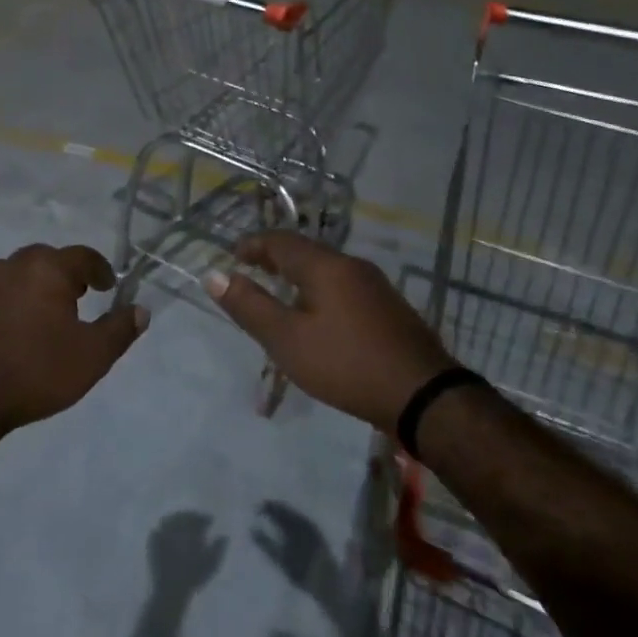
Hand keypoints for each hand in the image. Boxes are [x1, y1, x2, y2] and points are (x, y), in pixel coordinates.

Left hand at [0, 243, 147, 444]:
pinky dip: (0, 308)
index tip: (108, 286)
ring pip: (12, 277)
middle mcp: (10, 266)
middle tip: (75, 299)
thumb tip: (141, 310)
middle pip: (45, 260)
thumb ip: (120, 329)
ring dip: (29, 289)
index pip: (83, 256)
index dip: (100, 269)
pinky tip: (3, 336)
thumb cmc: (35, 372)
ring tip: (38, 318)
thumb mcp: (91, 357)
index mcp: (46, 269)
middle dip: (63, 276)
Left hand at [148, 511, 225, 592]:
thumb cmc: (192, 578)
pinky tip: (170, 531)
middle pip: (183, 516)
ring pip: (171, 519)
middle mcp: (174, 529)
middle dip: (192, 517)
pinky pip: (160, 527)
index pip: (197, 518)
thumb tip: (224, 535)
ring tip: (185, 525)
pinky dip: (166, 525)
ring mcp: (161, 533)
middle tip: (198, 521)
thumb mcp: (210, 565)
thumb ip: (218, 548)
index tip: (210, 520)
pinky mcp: (153, 541)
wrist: (170, 591)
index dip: (204, 518)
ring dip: (179, 519)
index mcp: (188, 532)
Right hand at [204, 232, 451, 430]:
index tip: (232, 256)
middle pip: (305, 251)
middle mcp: (352, 265)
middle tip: (251, 271)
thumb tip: (214, 276)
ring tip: (279, 293)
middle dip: (275, 257)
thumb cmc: (346, 364)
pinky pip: (344, 285)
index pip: (280, 241)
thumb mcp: (287, 340)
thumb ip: (250, 306)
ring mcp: (375, 286)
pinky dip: (319, 289)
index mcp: (325, 266)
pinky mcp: (389, 308)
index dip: (253, 245)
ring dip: (298, 274)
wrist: (423, 395)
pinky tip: (318, 315)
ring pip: (326, 268)